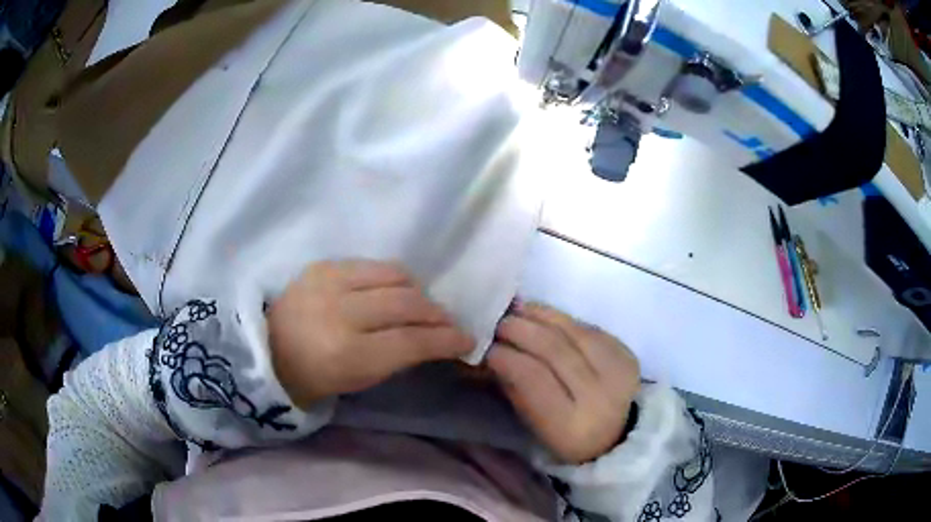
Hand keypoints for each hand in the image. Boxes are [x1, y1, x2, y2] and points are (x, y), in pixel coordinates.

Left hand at [267, 260, 472, 408]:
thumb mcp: (360, 380)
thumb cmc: (316, 376)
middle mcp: (339, 313)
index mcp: (347, 354)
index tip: (466, 339)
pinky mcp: (323, 265)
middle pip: (408, 303)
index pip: (412, 341)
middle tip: (446, 323)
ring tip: (420, 304)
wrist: (268, 350)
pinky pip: (372, 265)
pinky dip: (391, 279)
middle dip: (437, 314)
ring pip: (395, 275)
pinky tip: (391, 292)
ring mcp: (329, 282)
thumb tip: (438, 339)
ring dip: (417, 291)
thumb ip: (401, 358)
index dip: (446, 339)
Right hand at [488, 302, 639, 463]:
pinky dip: (563, 319)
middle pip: (554, 349)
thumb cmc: (566, 437)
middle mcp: (599, 397)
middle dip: (520, 329)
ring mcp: (619, 372)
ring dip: (541, 316)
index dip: (506, 356)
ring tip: (517, 309)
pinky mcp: (627, 354)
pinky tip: (544, 315)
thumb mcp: (534, 425)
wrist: (619, 435)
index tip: (486, 345)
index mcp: (570, 426)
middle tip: (498, 321)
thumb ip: (515, 389)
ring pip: (574, 331)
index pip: (532, 378)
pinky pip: (590, 328)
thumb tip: (493, 352)